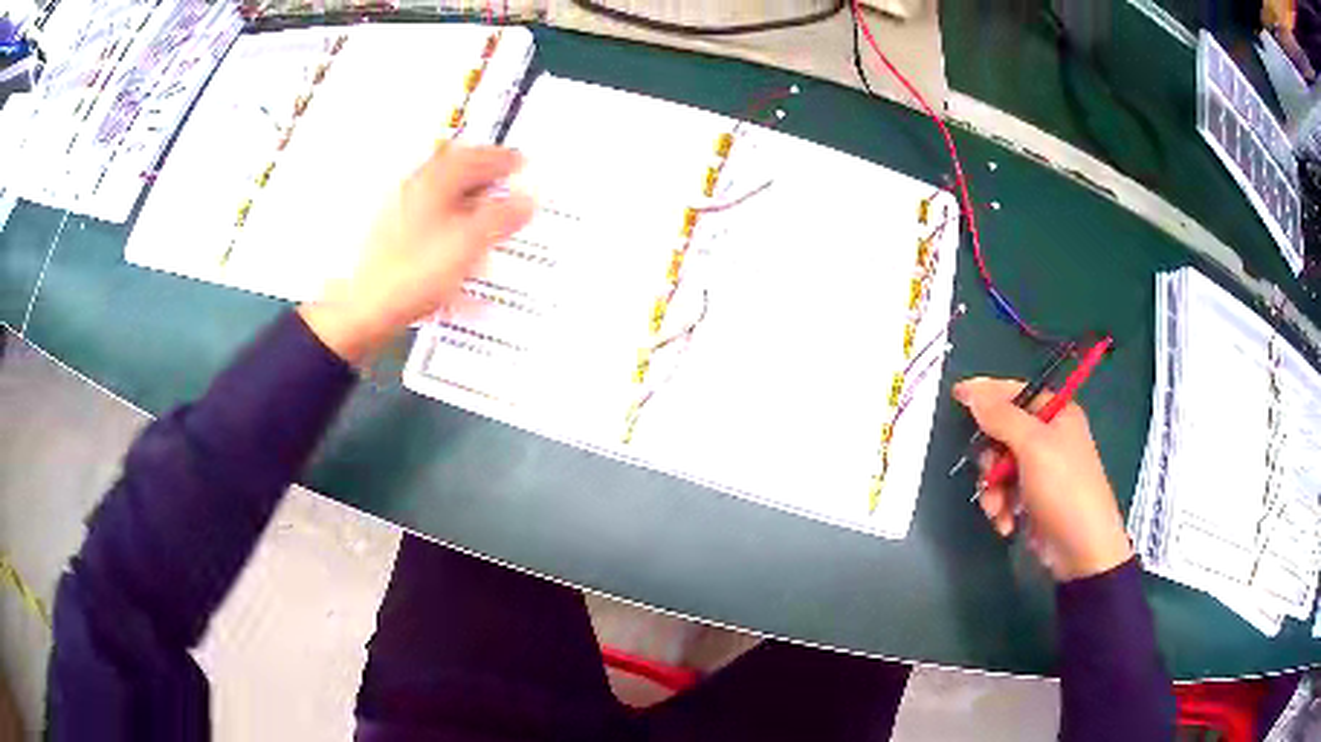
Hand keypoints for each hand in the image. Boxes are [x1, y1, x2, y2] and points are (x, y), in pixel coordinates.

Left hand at [300, 145, 533, 363]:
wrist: (363, 309)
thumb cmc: (411, 273)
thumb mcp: (468, 244)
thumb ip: (501, 218)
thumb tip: (527, 200)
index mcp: (433, 182)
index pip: (475, 157)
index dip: (503, 159)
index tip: (521, 163)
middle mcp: (414, 190)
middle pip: (455, 172)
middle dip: (483, 176)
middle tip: (504, 181)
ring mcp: (399, 214)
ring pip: (442, 197)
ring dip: (467, 201)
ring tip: (486, 215)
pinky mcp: (393, 239)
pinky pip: (430, 221)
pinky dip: (450, 226)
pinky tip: (458, 248)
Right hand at [953, 377, 1132, 581]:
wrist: (1082, 550)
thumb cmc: (1064, 489)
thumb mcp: (1033, 446)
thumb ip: (1001, 417)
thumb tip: (971, 390)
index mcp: (1056, 413)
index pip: (1015, 392)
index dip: (986, 394)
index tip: (956, 397)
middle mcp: (1049, 437)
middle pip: (1001, 432)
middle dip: (991, 459)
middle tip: (990, 474)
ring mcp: (1041, 470)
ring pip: (998, 466)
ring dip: (993, 490)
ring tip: (999, 510)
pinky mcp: (1033, 498)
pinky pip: (1004, 492)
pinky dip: (1001, 507)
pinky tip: (1008, 522)